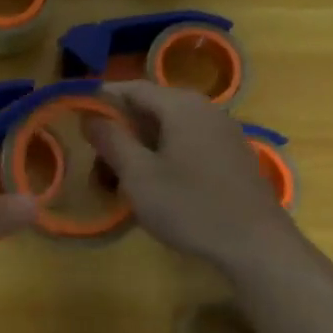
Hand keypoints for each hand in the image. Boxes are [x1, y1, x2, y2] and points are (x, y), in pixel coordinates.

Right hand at [84, 81, 297, 272]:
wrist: (257, 245)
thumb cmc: (191, 206)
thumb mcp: (139, 175)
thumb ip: (111, 140)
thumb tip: (91, 115)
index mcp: (181, 104)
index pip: (131, 88)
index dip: (100, 101)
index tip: (76, 121)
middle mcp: (204, 108)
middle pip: (150, 108)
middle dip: (119, 132)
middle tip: (97, 164)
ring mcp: (223, 131)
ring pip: (168, 129)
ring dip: (140, 149)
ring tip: (121, 183)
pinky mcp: (232, 155)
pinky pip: (188, 144)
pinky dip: (164, 157)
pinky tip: (156, 188)